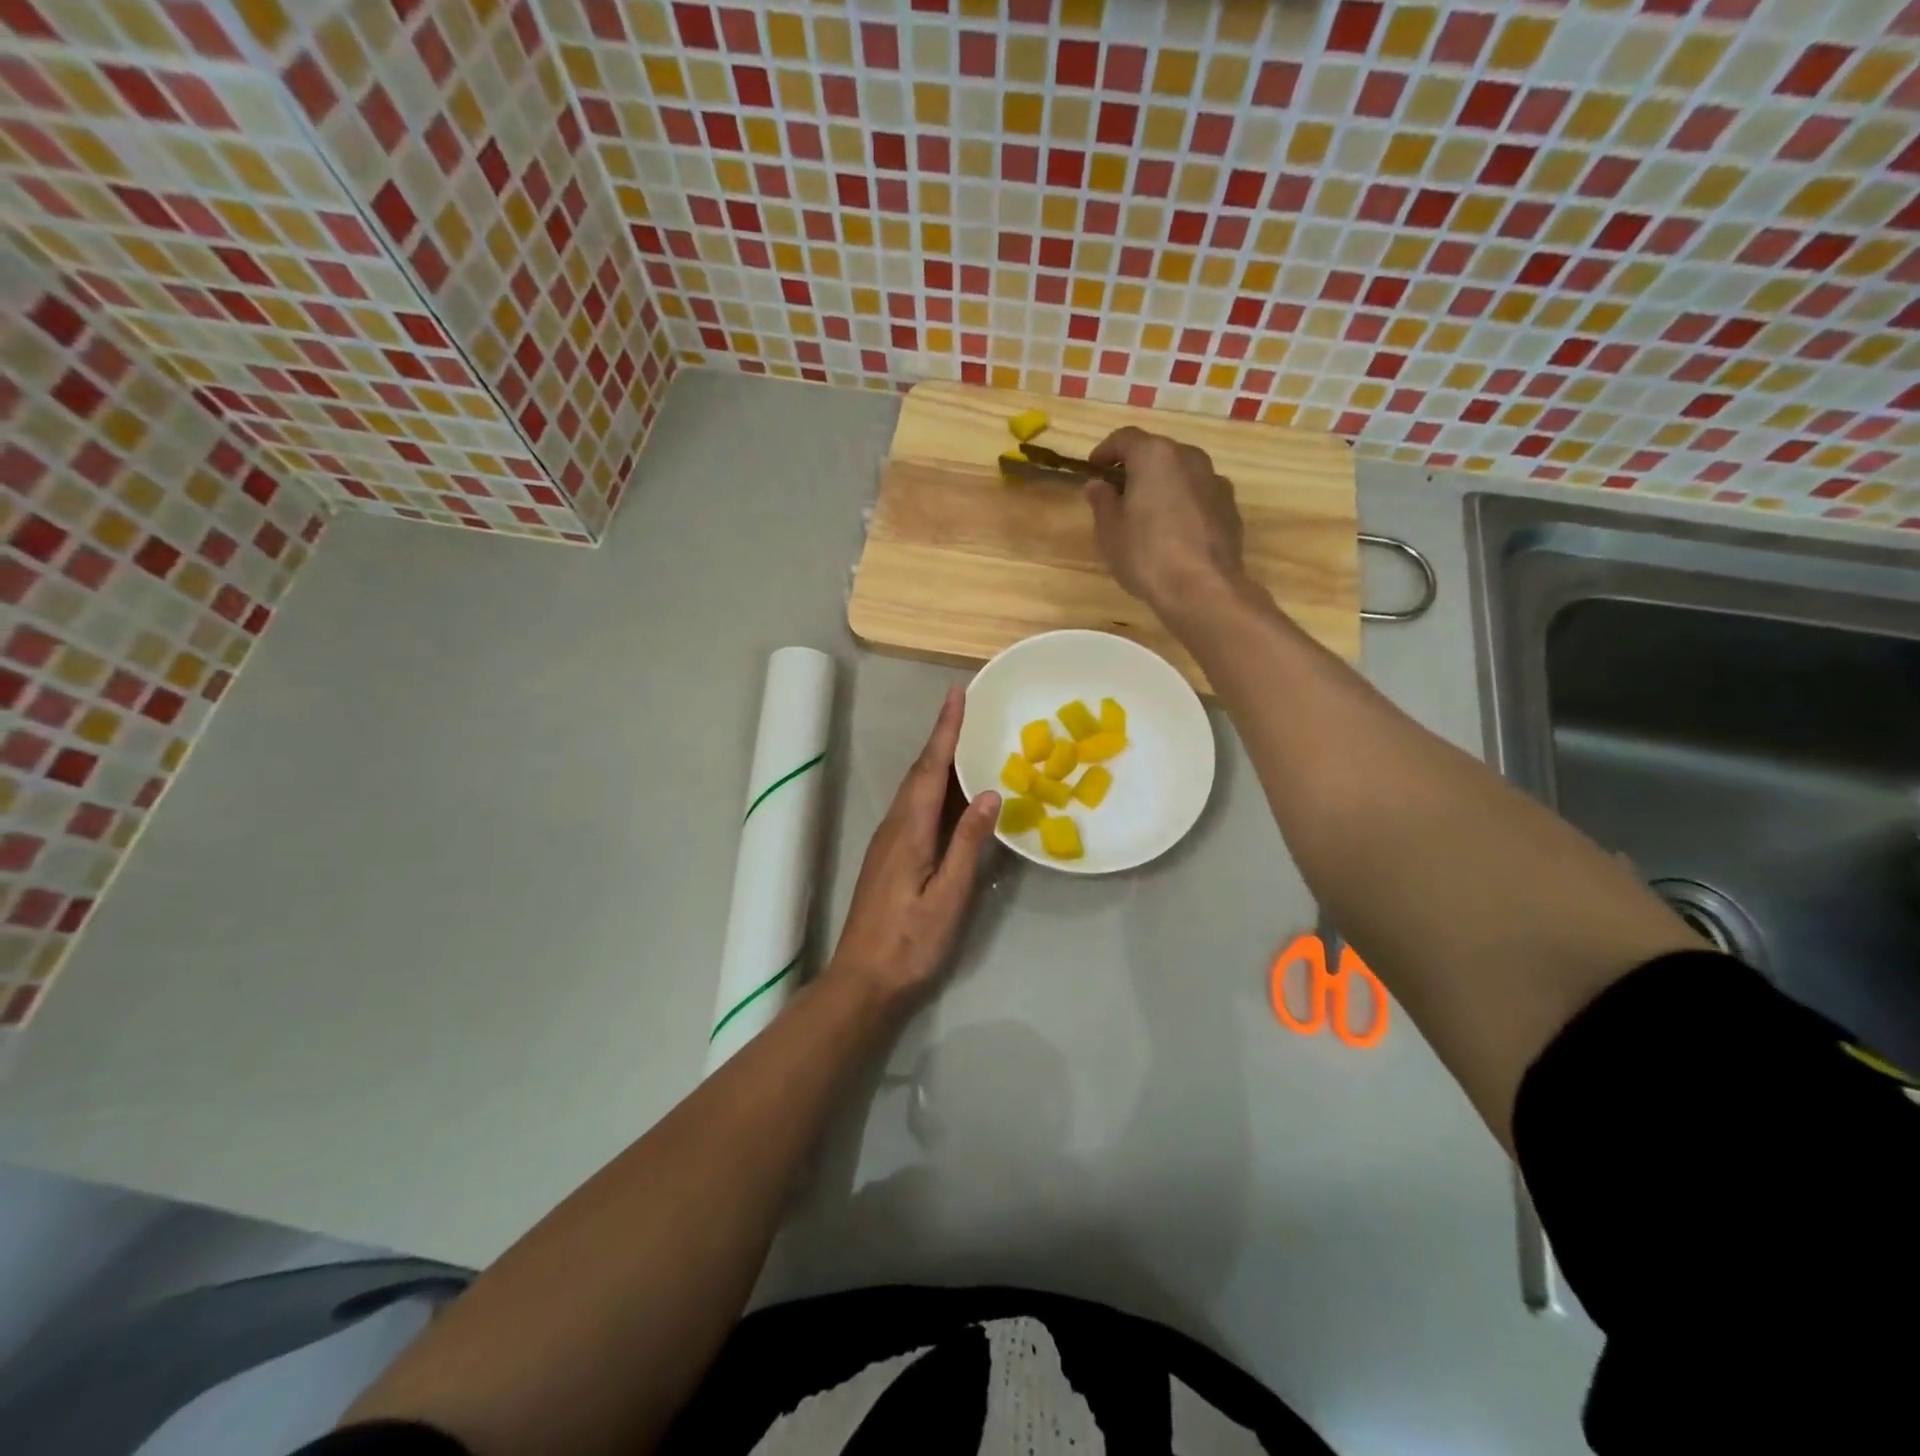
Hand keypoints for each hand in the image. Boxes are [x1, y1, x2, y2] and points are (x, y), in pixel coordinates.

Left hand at [823, 686, 999, 1010]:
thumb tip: (991, 793)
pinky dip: (934, 788)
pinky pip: (915, 808)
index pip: (931, 768)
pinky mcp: (890, 857)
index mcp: (909, 830)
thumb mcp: (949, 895)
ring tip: (964, 741)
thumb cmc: (910, 942)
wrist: (864, 981)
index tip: (957, 694)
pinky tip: (951, 796)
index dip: (945, 730)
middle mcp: (895, 827)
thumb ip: (968, 843)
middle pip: (921, 772)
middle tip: (966, 708)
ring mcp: (889, 842)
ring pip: (916, 789)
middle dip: (942, 737)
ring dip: (938, 761)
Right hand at [1085, 427, 1245, 612]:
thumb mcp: (1110, 531)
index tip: (1093, 470)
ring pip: (1182, 474)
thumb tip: (1098, 485)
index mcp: (1155, 456)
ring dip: (1163, 486)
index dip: (1105, 451)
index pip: (1125, 438)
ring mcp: (1215, 481)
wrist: (1203, 589)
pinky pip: (1199, 496)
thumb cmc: (1146, 555)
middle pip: (1157, 453)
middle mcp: (1190, 458)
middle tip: (1118, 494)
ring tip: (1147, 516)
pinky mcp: (1230, 508)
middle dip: (1136, 469)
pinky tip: (1174, 533)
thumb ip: (1102, 501)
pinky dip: (1183, 504)